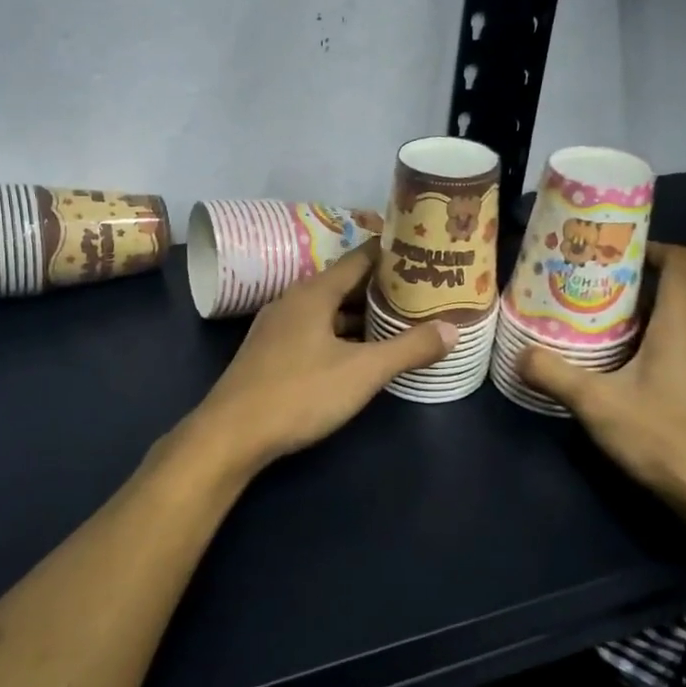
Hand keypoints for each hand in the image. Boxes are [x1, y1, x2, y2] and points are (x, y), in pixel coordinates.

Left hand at [187, 241, 455, 472]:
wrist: (232, 434)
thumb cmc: (299, 393)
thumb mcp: (362, 372)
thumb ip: (408, 349)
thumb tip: (453, 329)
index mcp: (313, 293)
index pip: (359, 258)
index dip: (391, 254)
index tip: (422, 253)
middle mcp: (292, 301)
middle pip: (343, 284)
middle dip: (381, 288)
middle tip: (421, 291)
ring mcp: (277, 328)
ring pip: (327, 311)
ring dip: (360, 315)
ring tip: (398, 321)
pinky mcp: (270, 353)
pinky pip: (314, 331)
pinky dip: (340, 335)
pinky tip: (359, 353)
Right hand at [520, 243, 685, 531]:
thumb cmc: (667, 438)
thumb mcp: (599, 404)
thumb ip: (555, 375)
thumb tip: (519, 354)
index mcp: (680, 325)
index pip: (681, 262)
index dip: (651, 246)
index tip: (610, 250)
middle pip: (664, 292)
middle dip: (621, 285)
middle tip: (576, 287)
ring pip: (662, 326)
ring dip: (625, 320)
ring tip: (580, 324)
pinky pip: (665, 353)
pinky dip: (635, 349)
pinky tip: (604, 370)